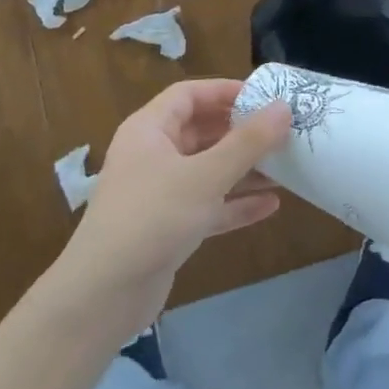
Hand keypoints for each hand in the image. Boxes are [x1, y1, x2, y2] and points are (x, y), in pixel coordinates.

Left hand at [53, 80, 290, 342]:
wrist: (102, 297)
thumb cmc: (152, 218)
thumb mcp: (205, 176)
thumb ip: (248, 142)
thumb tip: (284, 107)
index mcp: (150, 130)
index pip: (189, 94)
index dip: (226, 91)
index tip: (265, 96)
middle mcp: (153, 155)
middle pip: (202, 131)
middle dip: (242, 132)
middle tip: (283, 131)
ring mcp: (159, 193)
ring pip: (208, 170)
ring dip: (244, 168)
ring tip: (287, 166)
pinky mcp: (168, 228)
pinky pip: (208, 205)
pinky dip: (235, 203)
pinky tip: (271, 206)